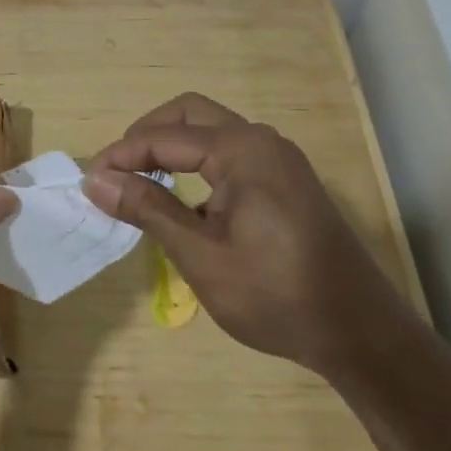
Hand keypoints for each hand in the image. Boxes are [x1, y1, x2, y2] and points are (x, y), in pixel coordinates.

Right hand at [83, 93, 407, 378]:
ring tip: (141, 184)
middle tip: (116, 172)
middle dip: (147, 135)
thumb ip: (149, 209)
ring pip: (211, 132)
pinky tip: (184, 203)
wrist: (361, 335)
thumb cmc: (277, 296)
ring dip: (172, 148)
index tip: (89, 180)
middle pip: (190, 115)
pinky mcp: (286, 181)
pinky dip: (198, 165)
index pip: (166, 137)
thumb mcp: (202, 256)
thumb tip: (97, 179)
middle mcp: (262, 141)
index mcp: (243, 150)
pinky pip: (230, 155)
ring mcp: (279, 159)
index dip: (122, 155)